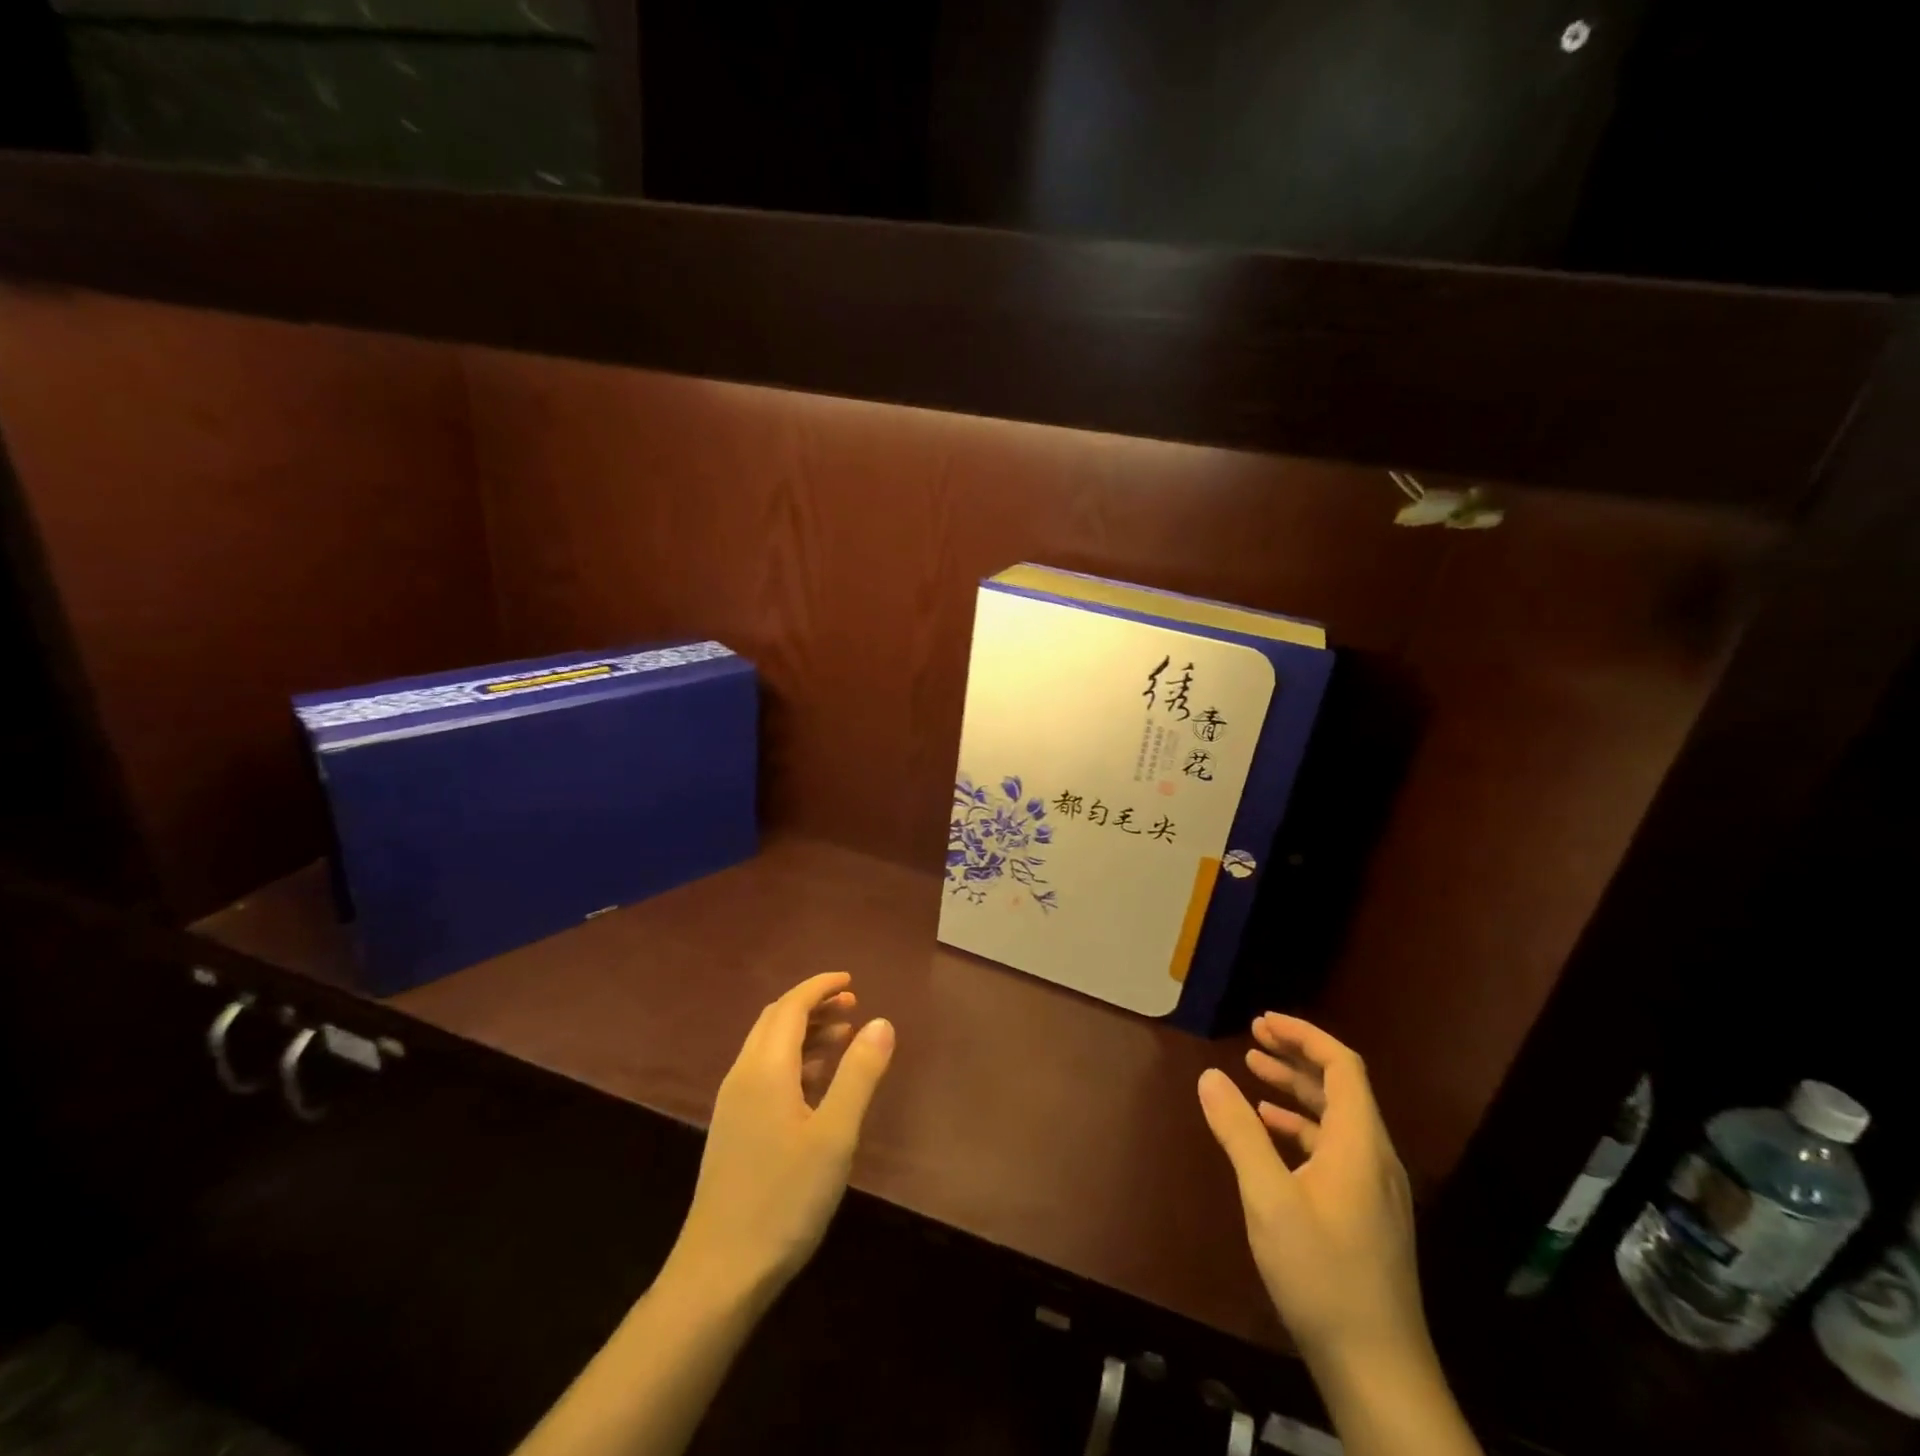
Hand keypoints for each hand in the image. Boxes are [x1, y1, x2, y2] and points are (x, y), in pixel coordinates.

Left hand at [669, 972, 894, 1301]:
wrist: (720, 1274)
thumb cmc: (784, 1199)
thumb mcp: (835, 1135)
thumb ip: (859, 1074)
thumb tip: (882, 1021)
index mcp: (765, 1069)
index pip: (791, 1006)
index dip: (820, 986)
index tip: (851, 981)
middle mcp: (743, 1076)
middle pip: (776, 1020)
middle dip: (813, 1005)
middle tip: (852, 1005)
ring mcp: (733, 1105)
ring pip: (769, 1047)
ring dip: (805, 1032)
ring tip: (844, 1036)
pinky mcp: (734, 1130)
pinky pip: (764, 1073)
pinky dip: (794, 1060)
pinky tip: (817, 1082)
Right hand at [1198, 1014, 1424, 1372]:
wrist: (1378, 1370)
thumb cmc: (1322, 1275)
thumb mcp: (1269, 1199)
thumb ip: (1239, 1133)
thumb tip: (1210, 1076)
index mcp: (1359, 1144)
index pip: (1341, 1066)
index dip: (1304, 1036)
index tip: (1263, 1022)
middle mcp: (1374, 1158)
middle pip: (1340, 1088)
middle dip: (1296, 1057)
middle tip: (1253, 1038)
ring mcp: (1374, 1189)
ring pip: (1335, 1120)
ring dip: (1296, 1092)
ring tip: (1253, 1076)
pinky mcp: (1367, 1215)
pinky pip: (1334, 1150)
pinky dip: (1300, 1129)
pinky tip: (1271, 1136)